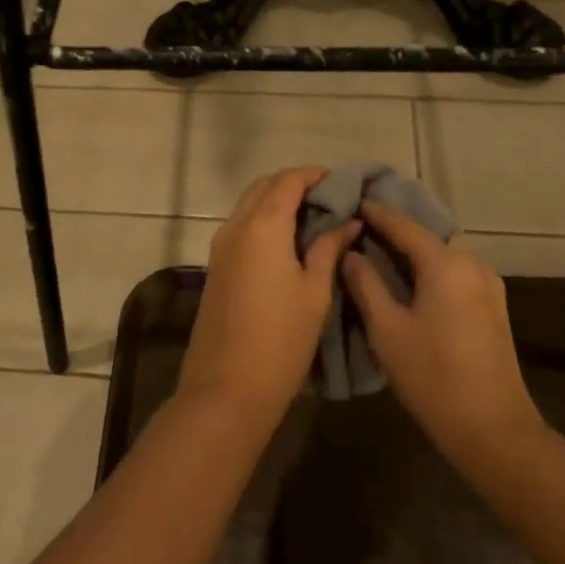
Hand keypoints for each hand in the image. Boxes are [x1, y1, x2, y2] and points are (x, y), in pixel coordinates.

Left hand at [181, 167, 359, 423]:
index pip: (287, 181)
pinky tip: (289, 243)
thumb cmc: (281, 339)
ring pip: (248, 207)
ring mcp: (220, 247)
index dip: (315, 176)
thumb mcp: (315, 291)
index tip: (342, 184)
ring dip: (277, 203)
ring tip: (314, 220)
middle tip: (329, 200)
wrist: (227, 387)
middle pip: (263, 187)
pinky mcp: (216, 267)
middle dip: (294, 185)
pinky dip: (264, 222)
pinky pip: (241, 228)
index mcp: (261, 225)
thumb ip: (329, 248)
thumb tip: (348, 222)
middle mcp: (235, 226)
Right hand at [341, 200, 540, 465]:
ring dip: (416, 250)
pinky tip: (412, 281)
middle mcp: (472, 264)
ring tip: (382, 253)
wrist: (492, 427)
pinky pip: (457, 272)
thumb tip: (351, 254)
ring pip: (444, 253)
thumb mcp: (387, 329)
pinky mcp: (493, 306)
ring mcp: (488, 285)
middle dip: (397, 228)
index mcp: (445, 264)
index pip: (404, 225)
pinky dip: (432, 267)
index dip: (377, 213)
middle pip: (428, 235)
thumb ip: (365, 284)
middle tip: (362, 227)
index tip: (353, 199)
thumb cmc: (432, 376)